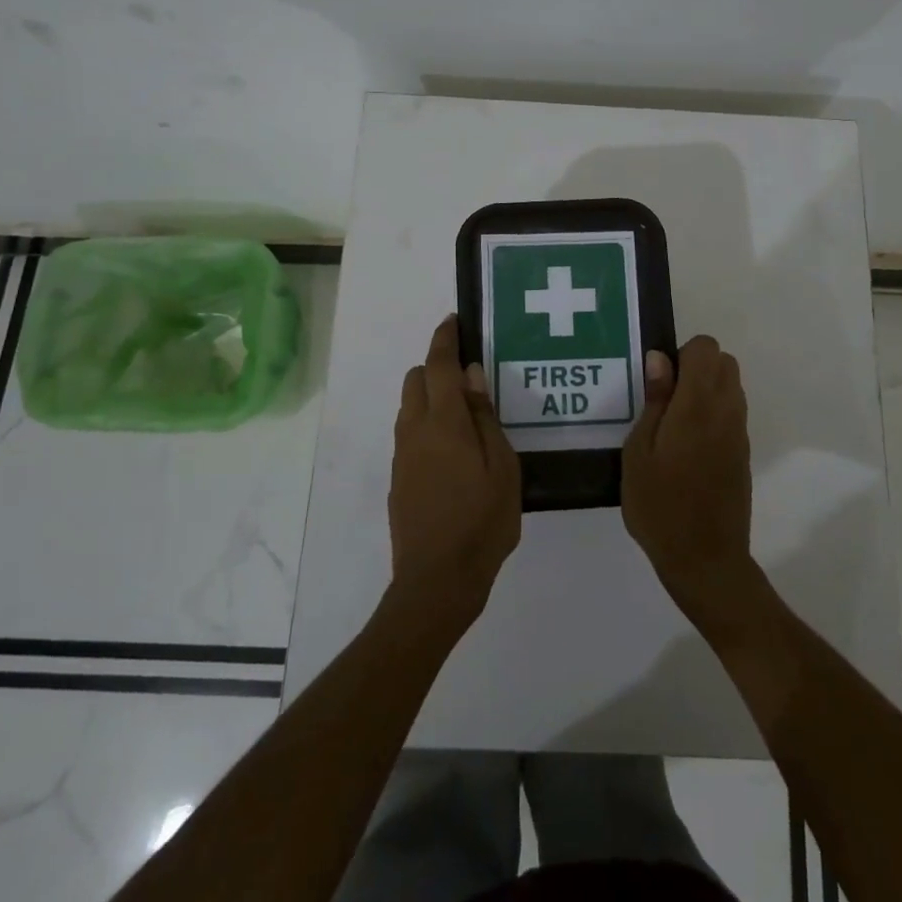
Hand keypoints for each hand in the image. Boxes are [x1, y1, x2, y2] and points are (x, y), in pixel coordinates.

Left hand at [389, 316, 521, 628]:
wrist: (436, 581)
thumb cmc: (482, 521)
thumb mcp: (502, 467)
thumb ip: (485, 417)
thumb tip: (471, 375)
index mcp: (443, 423)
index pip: (438, 366)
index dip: (444, 339)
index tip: (453, 321)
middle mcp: (414, 431)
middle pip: (416, 380)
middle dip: (437, 368)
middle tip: (470, 379)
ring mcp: (402, 456)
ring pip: (410, 408)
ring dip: (431, 398)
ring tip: (466, 416)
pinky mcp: (399, 479)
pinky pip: (410, 434)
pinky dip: (427, 425)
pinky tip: (454, 450)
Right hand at [621, 336, 755, 623]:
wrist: (705, 559)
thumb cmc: (660, 505)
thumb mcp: (639, 451)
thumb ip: (654, 401)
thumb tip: (660, 359)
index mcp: (698, 405)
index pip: (706, 348)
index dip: (681, 354)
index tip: (658, 382)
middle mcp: (727, 411)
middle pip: (724, 362)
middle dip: (696, 367)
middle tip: (664, 400)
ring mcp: (739, 433)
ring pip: (731, 386)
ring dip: (706, 389)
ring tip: (673, 424)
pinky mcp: (743, 453)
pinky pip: (732, 413)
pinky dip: (714, 413)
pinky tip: (687, 446)